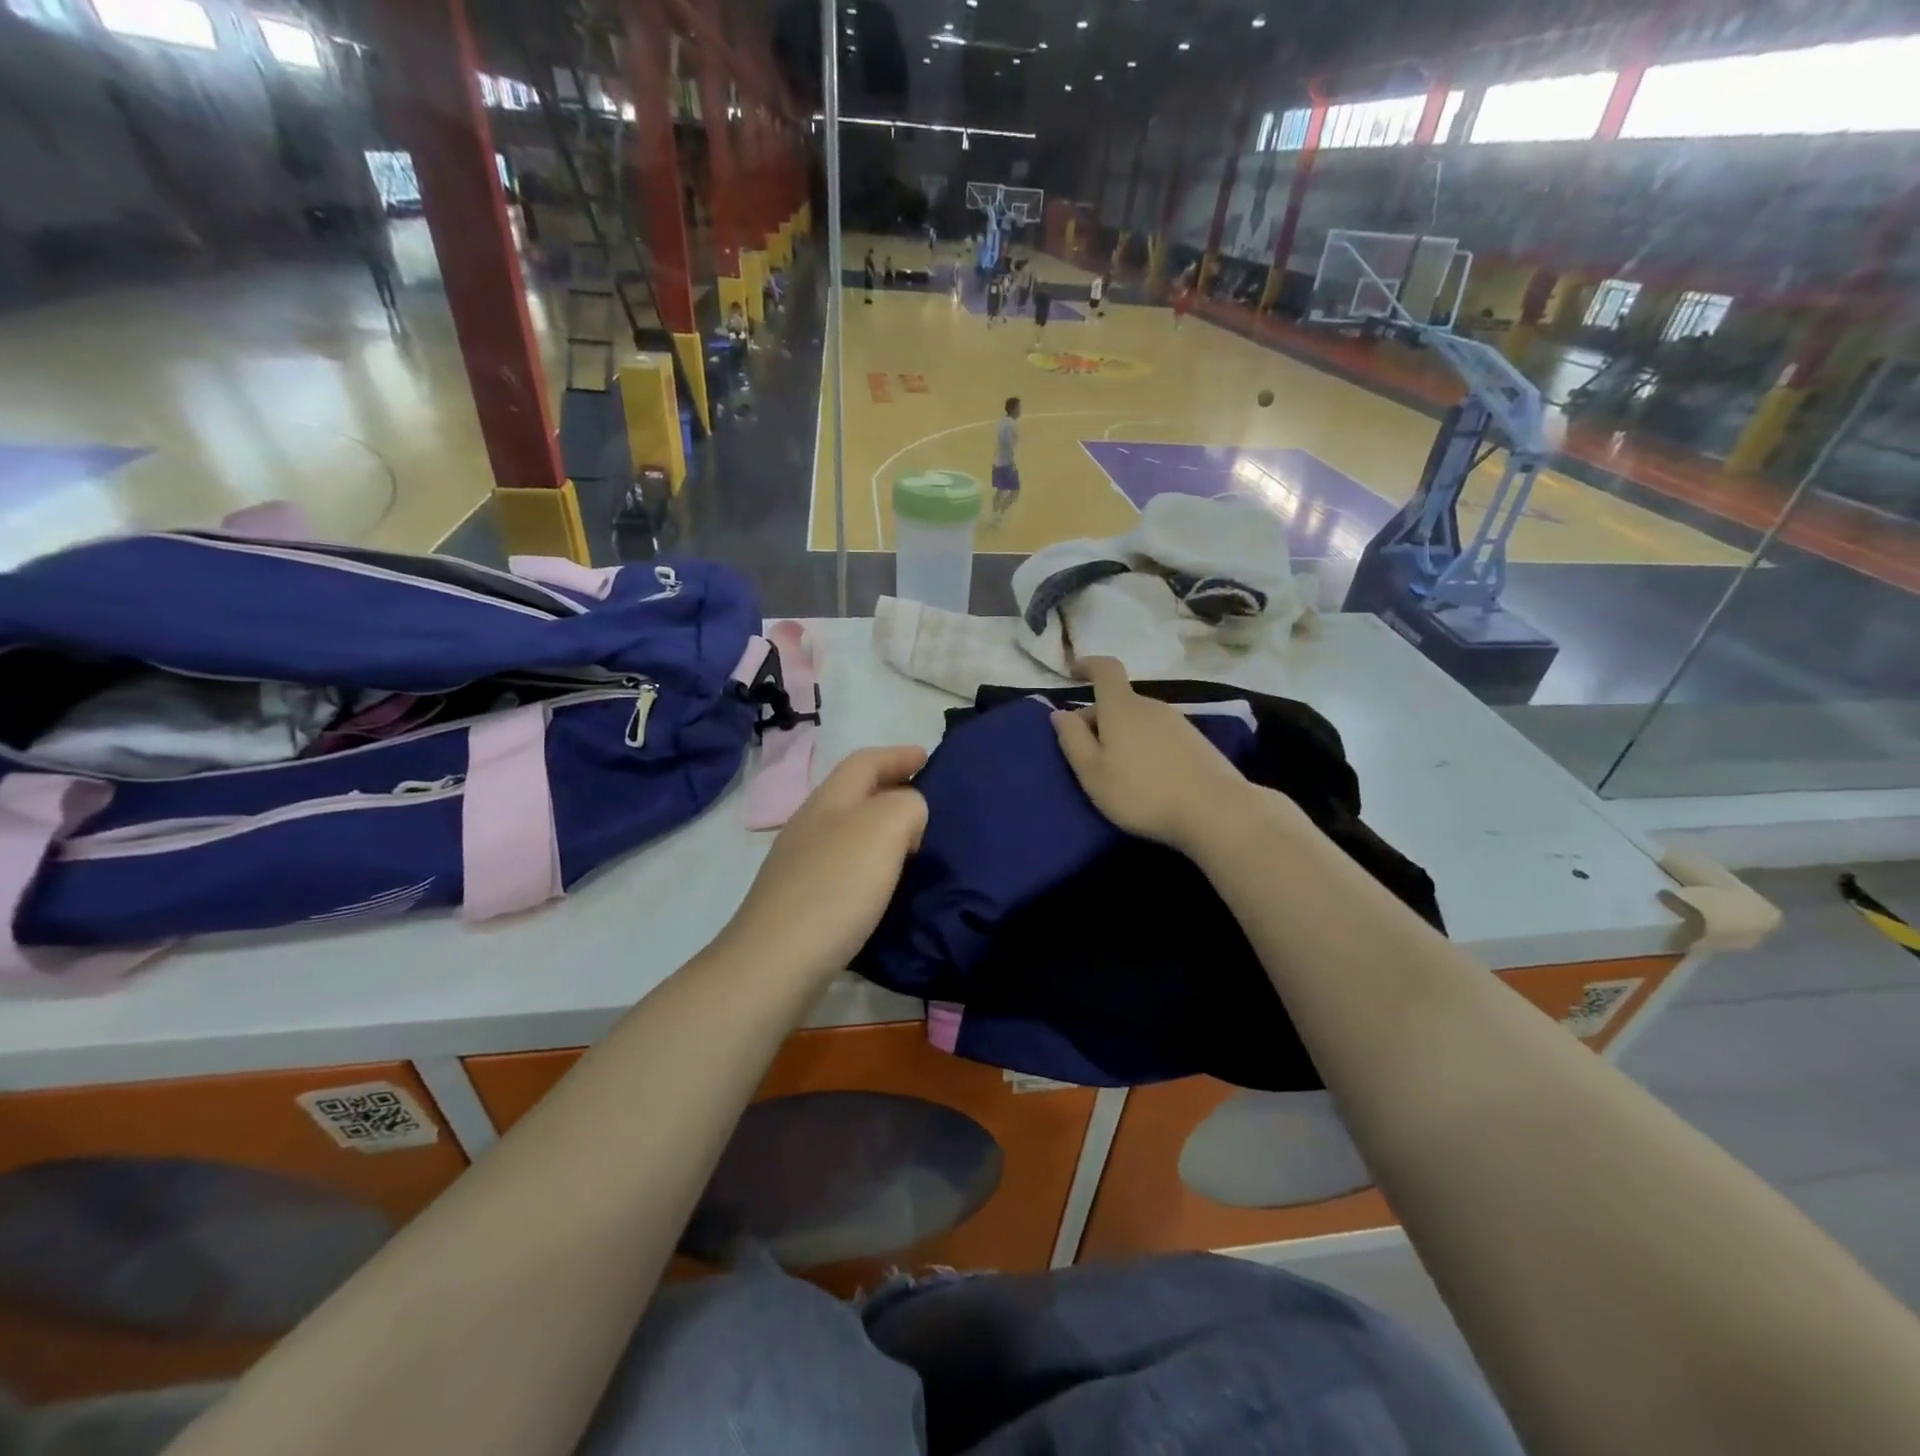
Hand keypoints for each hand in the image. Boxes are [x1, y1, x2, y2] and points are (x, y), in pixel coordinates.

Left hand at [722, 746, 928, 981]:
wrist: (774, 964)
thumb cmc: (835, 887)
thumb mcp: (885, 828)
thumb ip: (907, 806)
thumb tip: (908, 816)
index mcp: (829, 800)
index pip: (864, 761)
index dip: (897, 755)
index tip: (927, 757)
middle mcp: (810, 825)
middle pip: (852, 793)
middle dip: (889, 788)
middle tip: (926, 801)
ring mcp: (799, 865)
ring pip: (846, 830)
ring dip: (879, 828)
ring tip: (912, 843)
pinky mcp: (799, 902)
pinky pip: (842, 866)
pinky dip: (869, 863)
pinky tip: (883, 885)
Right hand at [1051, 657, 1254, 853]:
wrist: (1215, 811)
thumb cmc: (1141, 792)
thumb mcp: (1092, 772)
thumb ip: (1072, 739)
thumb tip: (1060, 713)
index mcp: (1122, 707)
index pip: (1105, 669)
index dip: (1088, 665)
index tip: (1074, 673)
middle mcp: (1151, 706)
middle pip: (1119, 702)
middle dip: (1098, 719)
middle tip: (1085, 754)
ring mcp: (1178, 722)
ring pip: (1138, 720)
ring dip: (1122, 735)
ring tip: (1116, 771)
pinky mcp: (1197, 742)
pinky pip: (1158, 735)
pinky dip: (1144, 746)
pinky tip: (1147, 778)